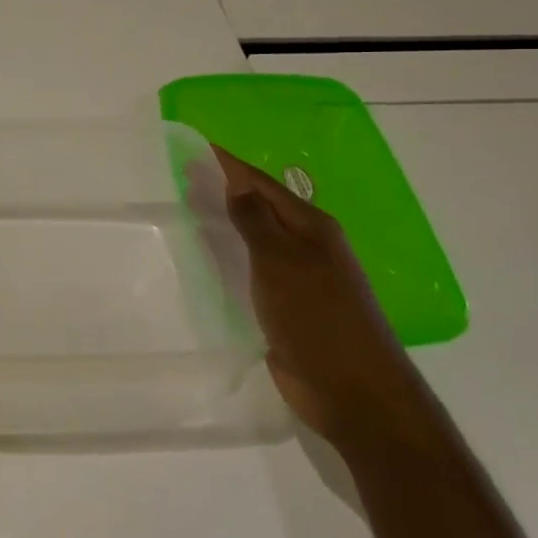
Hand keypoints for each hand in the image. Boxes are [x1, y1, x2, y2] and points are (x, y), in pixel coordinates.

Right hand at [214, 146, 432, 452]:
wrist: (353, 391)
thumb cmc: (317, 317)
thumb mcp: (282, 261)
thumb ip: (256, 221)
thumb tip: (237, 184)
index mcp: (312, 227)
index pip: (263, 184)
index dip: (230, 164)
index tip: (197, 146)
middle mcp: (308, 247)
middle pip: (261, 208)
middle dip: (226, 189)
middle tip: (184, 175)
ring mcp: (299, 279)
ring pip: (256, 239)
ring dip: (227, 221)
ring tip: (190, 208)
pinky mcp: (287, 308)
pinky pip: (252, 271)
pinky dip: (230, 257)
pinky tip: (209, 259)